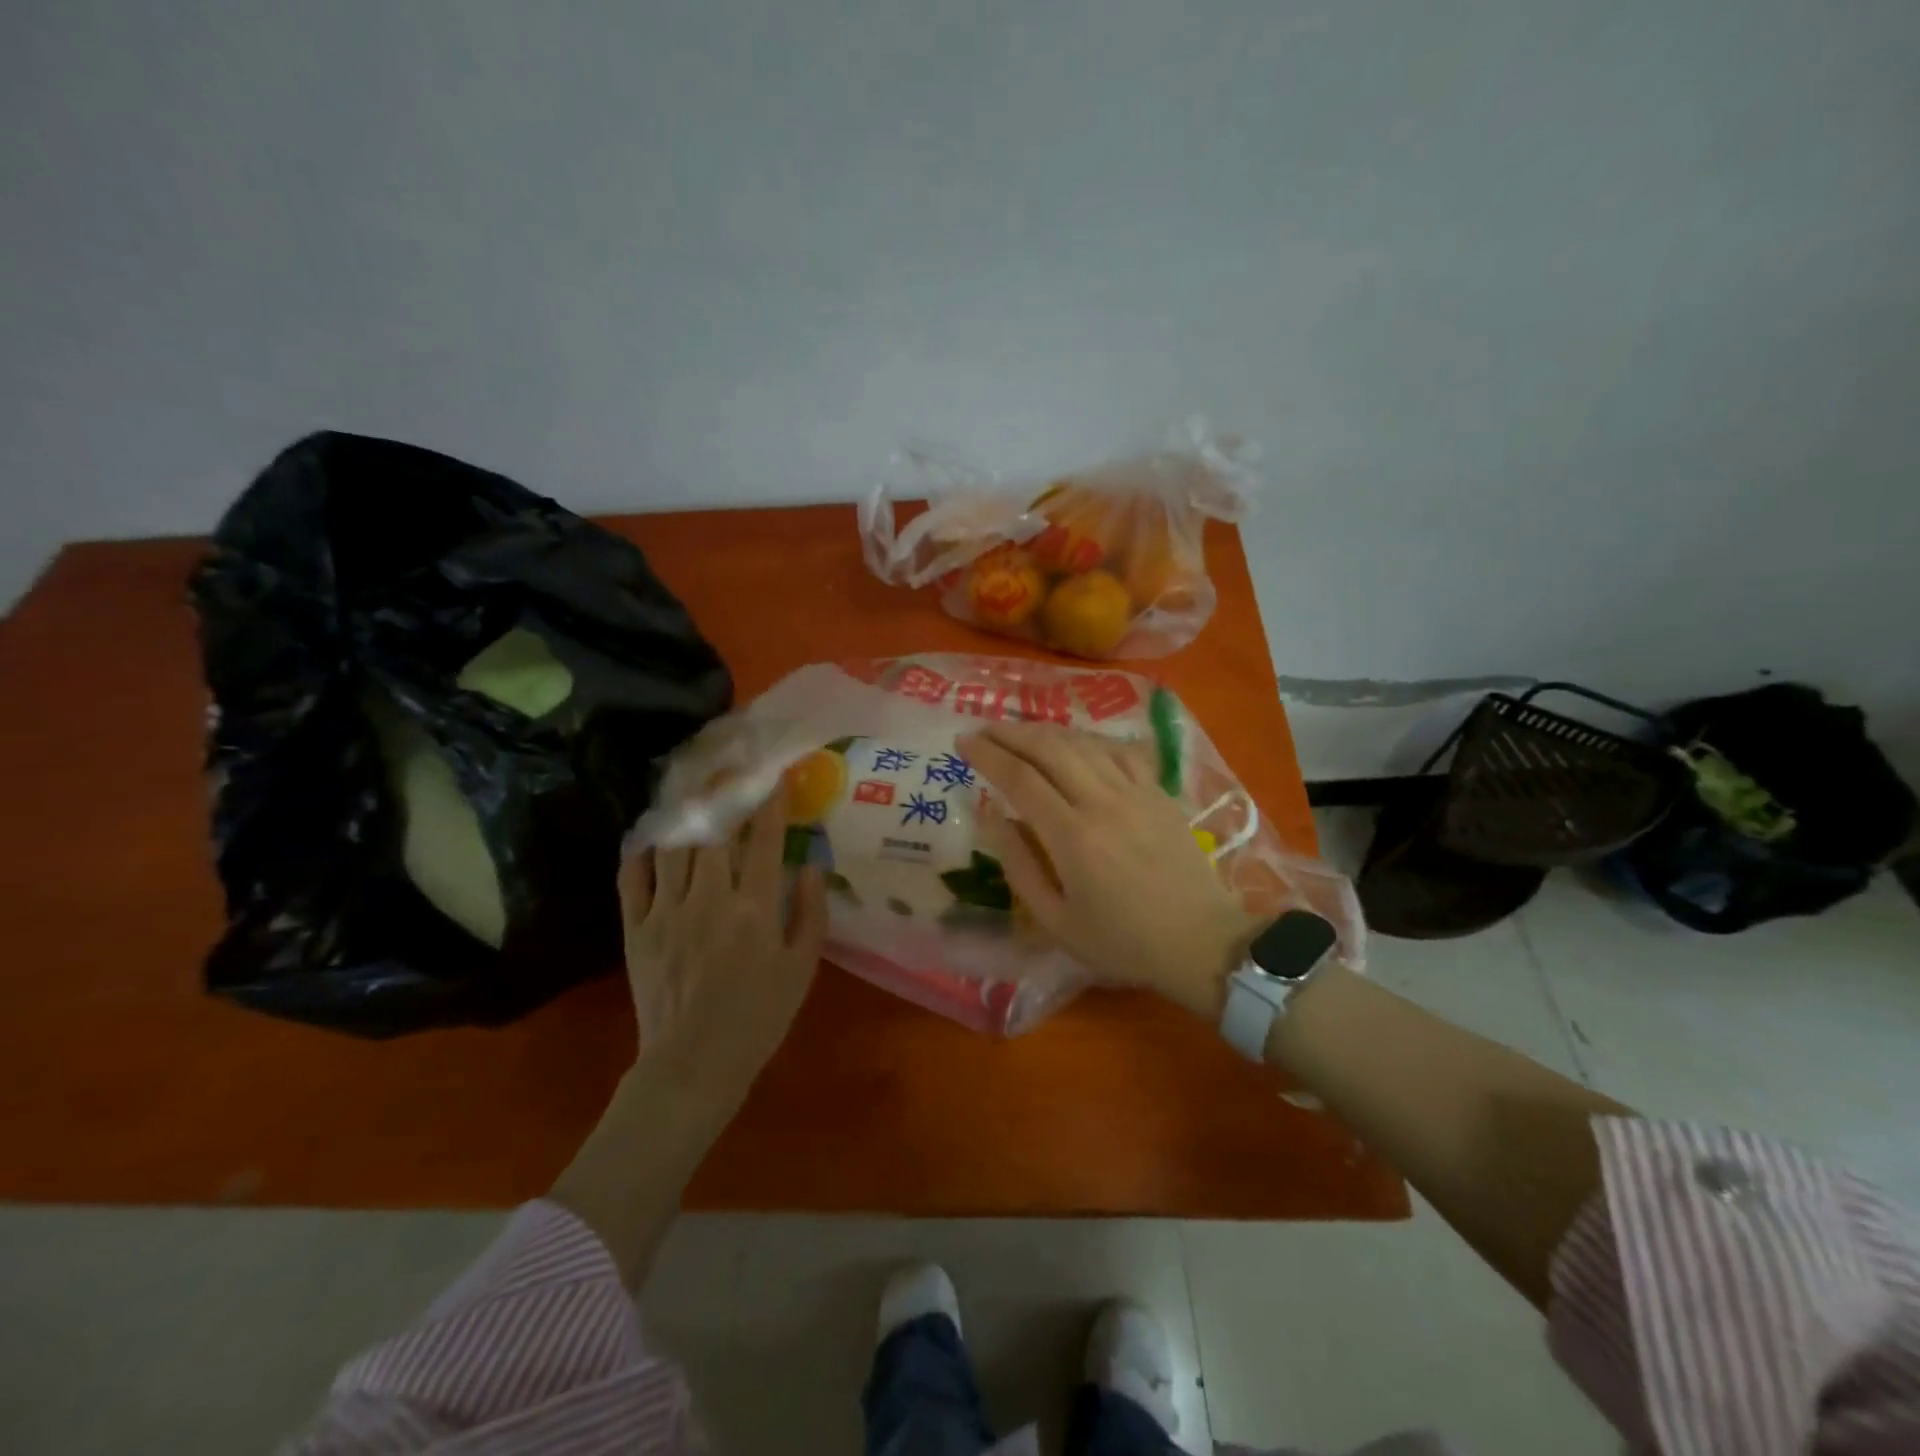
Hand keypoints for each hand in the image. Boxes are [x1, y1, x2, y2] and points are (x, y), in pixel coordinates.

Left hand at [619, 793, 827, 1110]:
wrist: (693, 1065)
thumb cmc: (759, 1018)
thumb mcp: (802, 969)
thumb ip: (810, 913)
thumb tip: (813, 864)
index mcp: (755, 910)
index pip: (766, 841)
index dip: (772, 803)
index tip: (776, 775)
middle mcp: (710, 899)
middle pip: (715, 831)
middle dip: (724, 791)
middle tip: (729, 764)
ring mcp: (667, 911)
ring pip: (674, 845)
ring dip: (684, 811)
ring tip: (690, 784)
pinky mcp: (636, 928)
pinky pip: (633, 877)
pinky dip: (641, 850)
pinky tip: (650, 834)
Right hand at [958, 722, 1264, 1020]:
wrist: (1200, 942)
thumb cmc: (1121, 941)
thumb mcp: (1056, 920)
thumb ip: (1019, 865)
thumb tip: (991, 816)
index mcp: (1072, 836)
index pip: (1020, 778)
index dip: (988, 755)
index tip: (963, 742)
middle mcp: (1102, 801)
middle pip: (1050, 748)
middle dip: (1011, 733)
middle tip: (984, 729)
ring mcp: (1136, 792)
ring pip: (1084, 743)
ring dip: (1047, 731)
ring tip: (1020, 731)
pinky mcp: (1159, 793)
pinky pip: (1120, 751)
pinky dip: (1090, 740)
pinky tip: (1076, 742)